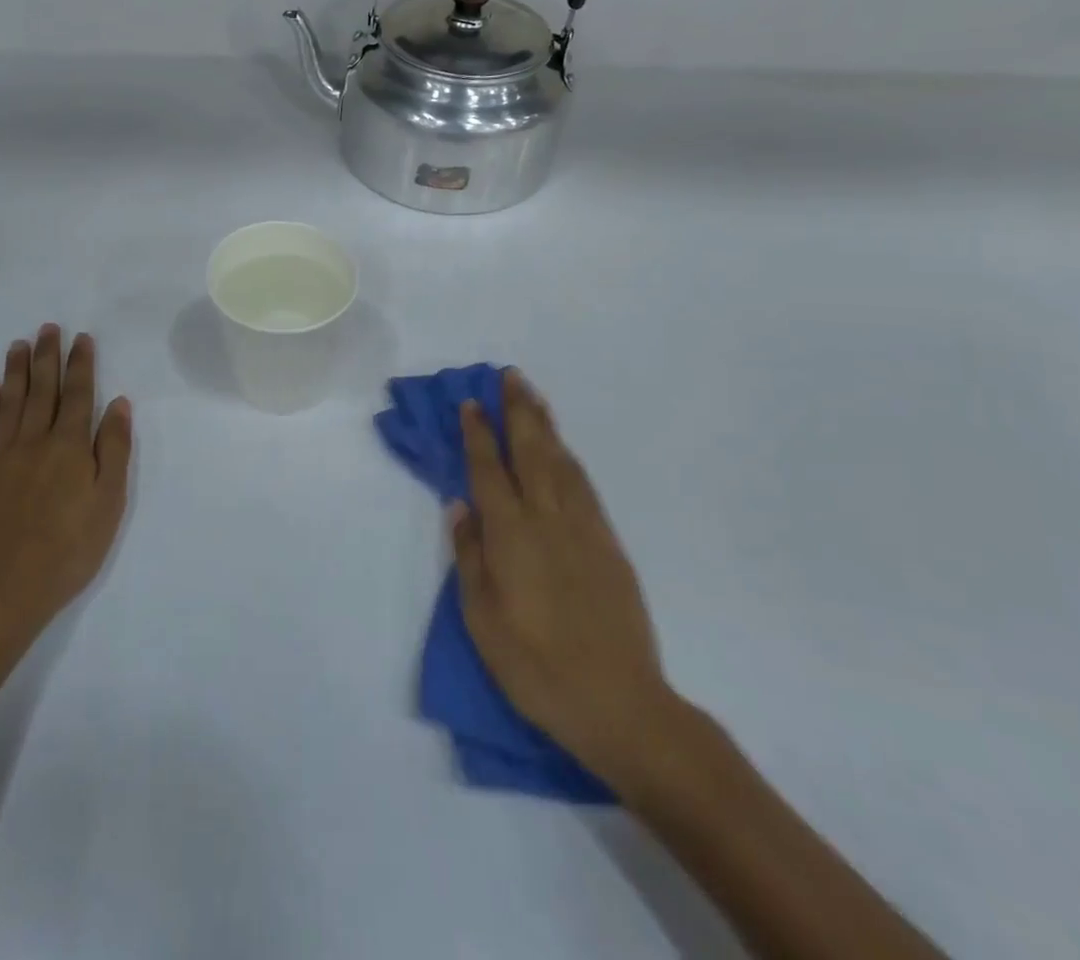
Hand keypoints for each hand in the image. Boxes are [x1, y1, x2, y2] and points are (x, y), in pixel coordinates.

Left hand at [0, 326, 131, 651]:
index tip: (81, 339)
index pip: (78, 395)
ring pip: (9, 401)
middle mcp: (33, 440)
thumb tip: (118, 403)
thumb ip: (114, 449)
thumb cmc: (67, 550)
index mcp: (69, 446)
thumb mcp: (109, 503)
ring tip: (19, 344)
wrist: (0, 590)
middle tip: (48, 328)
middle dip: (47, 356)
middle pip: (42, 389)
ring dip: (16, 371)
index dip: (81, 364)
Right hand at [450, 368, 678, 796]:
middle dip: (517, 410)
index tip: (470, 402)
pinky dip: (569, 458)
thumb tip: (460, 505)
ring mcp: (584, 528)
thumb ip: (469, 556)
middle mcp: (547, 519)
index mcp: (511, 535)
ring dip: (545, 425)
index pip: (488, 470)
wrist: (620, 703)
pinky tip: (563, 450)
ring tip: (533, 396)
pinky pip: (584, 486)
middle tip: (509, 376)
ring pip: (560, 462)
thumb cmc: (536, 666)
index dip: (477, 433)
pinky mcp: (608, 544)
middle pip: (530, 451)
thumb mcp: (482, 620)